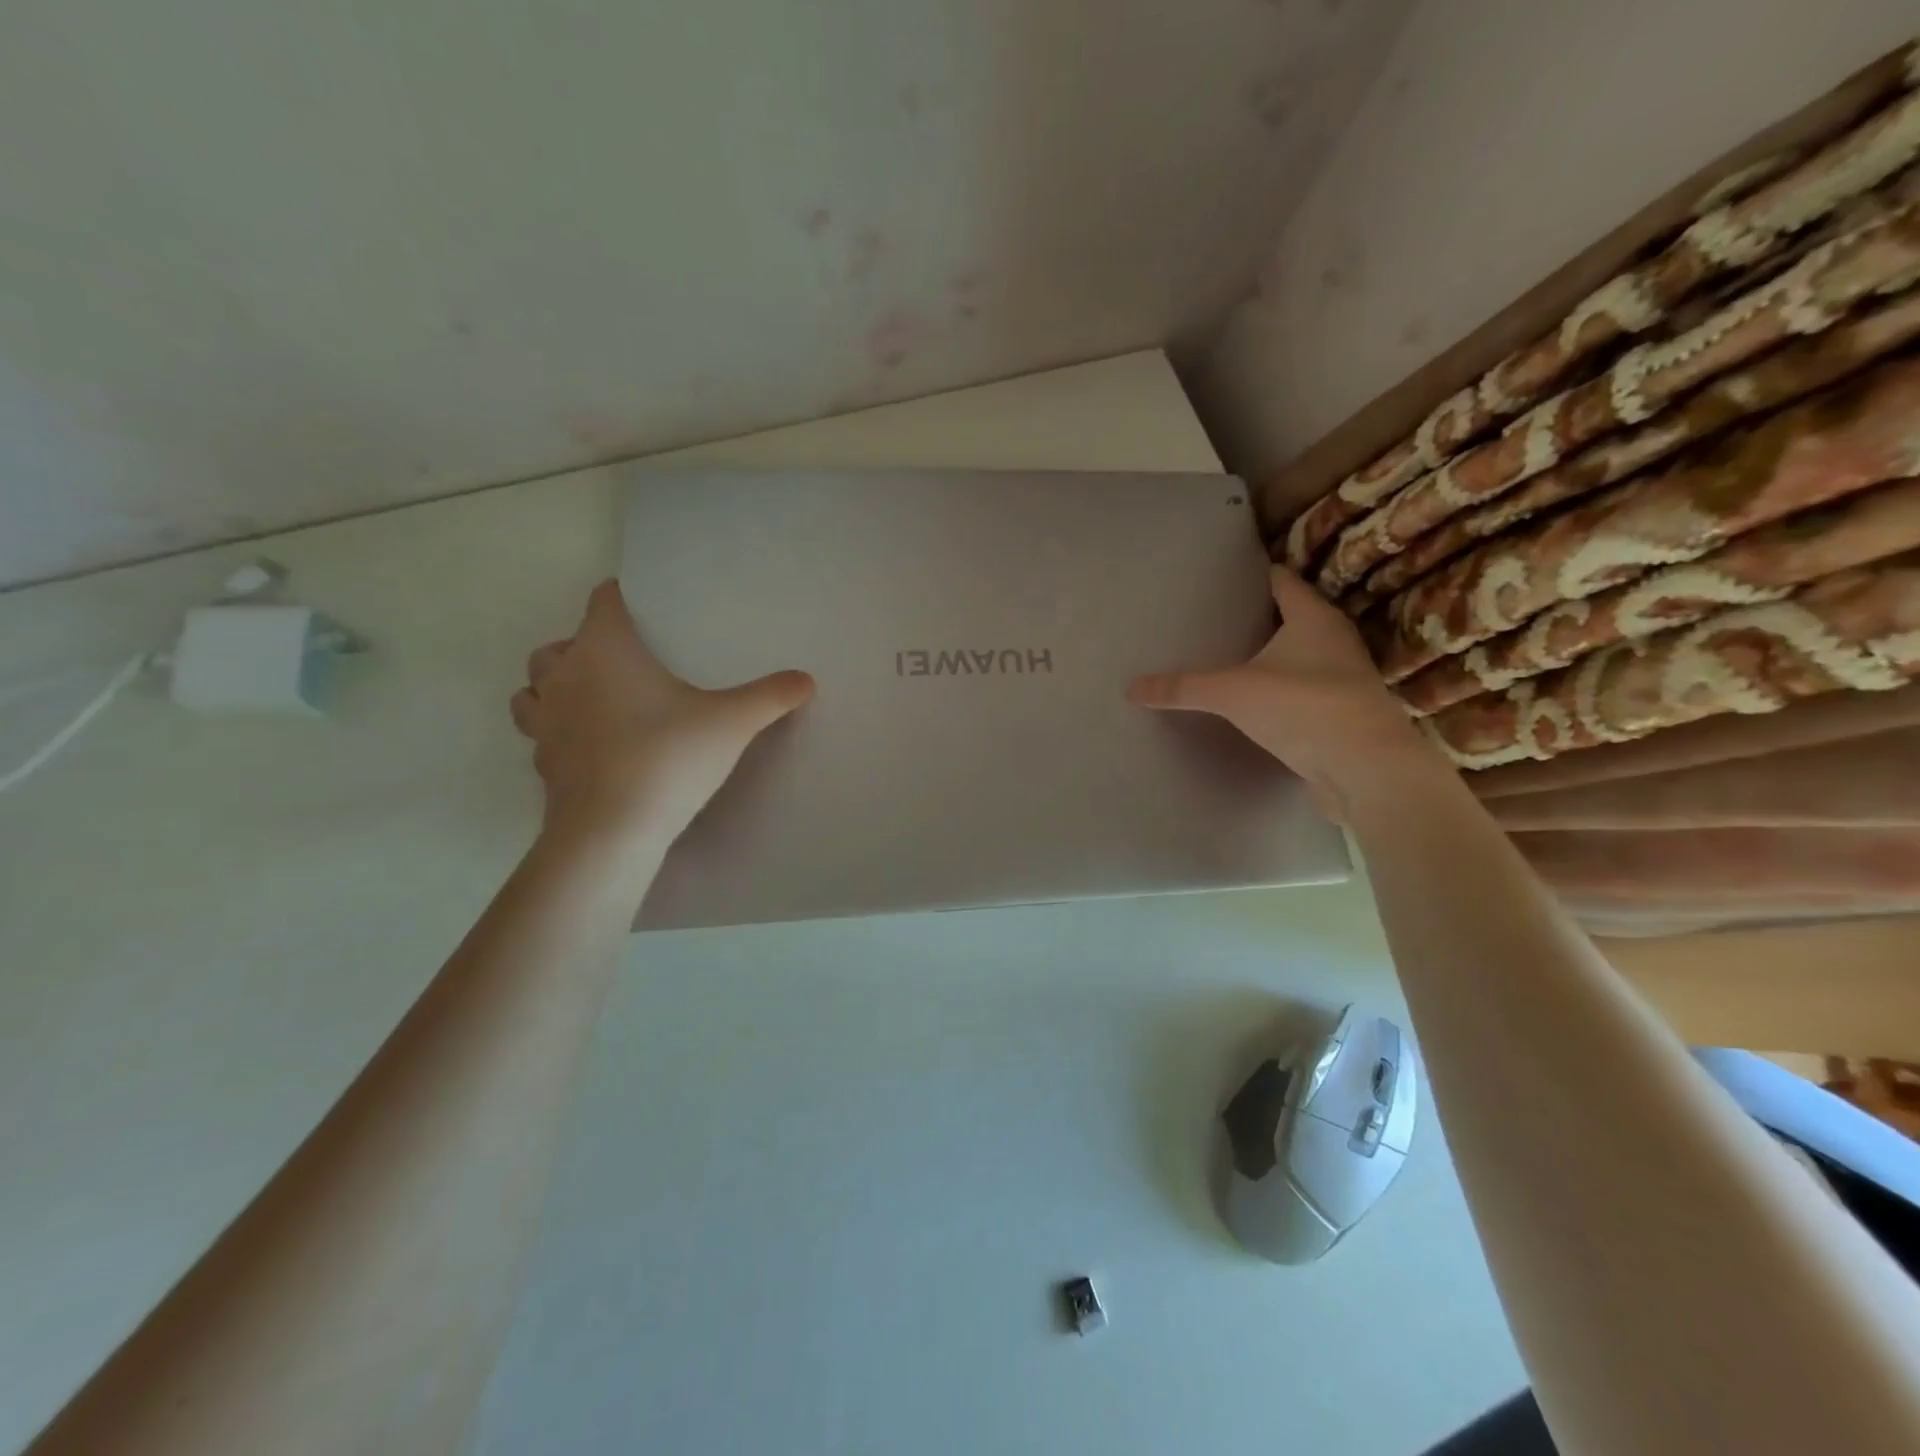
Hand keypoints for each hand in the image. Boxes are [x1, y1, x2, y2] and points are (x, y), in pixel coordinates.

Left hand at [511, 580, 814, 849]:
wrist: (611, 830)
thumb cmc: (668, 757)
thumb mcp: (732, 723)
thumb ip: (770, 697)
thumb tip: (806, 679)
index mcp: (604, 650)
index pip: (603, 602)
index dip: (622, 598)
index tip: (646, 609)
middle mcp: (564, 677)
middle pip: (560, 644)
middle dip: (586, 647)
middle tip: (626, 664)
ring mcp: (545, 721)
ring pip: (534, 688)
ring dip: (557, 687)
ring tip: (595, 701)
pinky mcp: (543, 762)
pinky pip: (541, 733)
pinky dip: (559, 731)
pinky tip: (592, 747)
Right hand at [1127, 565, 1439, 820]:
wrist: (1364, 770)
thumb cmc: (1303, 707)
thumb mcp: (1233, 692)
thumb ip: (1183, 688)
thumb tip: (1131, 687)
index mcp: (1314, 617)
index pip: (1280, 580)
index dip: (1252, 576)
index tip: (1219, 579)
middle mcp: (1334, 640)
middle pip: (1290, 616)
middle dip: (1254, 617)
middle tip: (1211, 619)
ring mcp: (1342, 678)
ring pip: (1298, 655)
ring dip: (1269, 656)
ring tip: (1225, 658)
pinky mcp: (1339, 713)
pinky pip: (1301, 690)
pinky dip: (1278, 690)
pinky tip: (1250, 702)